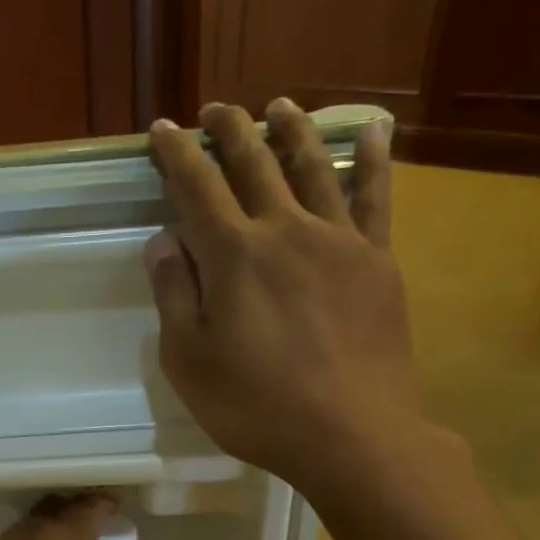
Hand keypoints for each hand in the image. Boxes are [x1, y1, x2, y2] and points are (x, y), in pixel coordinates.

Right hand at [147, 99, 426, 504]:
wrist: (350, 433)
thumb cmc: (255, 405)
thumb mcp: (190, 361)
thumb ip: (174, 296)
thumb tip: (163, 242)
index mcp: (233, 255)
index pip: (197, 187)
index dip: (176, 154)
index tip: (163, 130)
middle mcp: (285, 231)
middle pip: (254, 164)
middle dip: (230, 130)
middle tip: (215, 110)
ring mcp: (339, 241)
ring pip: (312, 167)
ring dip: (291, 131)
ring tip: (278, 106)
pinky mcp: (376, 261)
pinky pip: (376, 197)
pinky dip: (371, 159)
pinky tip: (372, 131)